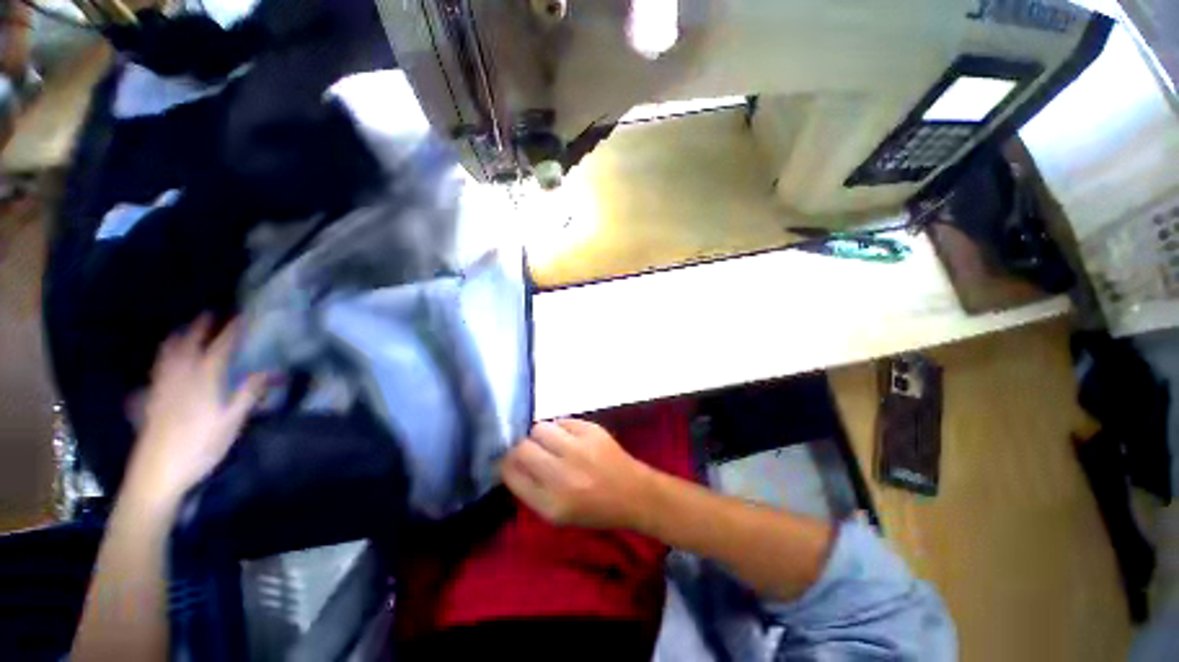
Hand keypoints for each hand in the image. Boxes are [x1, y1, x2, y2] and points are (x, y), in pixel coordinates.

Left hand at [125, 316, 265, 506]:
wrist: (158, 472)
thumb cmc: (200, 446)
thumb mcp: (232, 422)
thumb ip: (248, 393)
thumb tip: (270, 371)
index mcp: (203, 379)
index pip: (219, 347)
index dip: (231, 330)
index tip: (242, 316)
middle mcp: (179, 376)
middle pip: (187, 343)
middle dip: (200, 327)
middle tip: (211, 314)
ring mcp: (161, 386)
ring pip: (166, 353)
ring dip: (178, 337)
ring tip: (185, 329)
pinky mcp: (150, 398)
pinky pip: (155, 369)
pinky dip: (162, 358)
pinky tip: (163, 362)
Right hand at [502, 419, 653, 529]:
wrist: (633, 493)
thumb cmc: (594, 509)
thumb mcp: (557, 514)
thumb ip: (530, 490)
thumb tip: (510, 462)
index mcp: (551, 504)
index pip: (512, 474)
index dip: (506, 464)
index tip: (509, 461)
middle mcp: (562, 475)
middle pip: (522, 448)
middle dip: (521, 448)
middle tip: (532, 451)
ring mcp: (579, 449)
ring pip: (540, 428)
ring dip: (541, 435)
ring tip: (553, 443)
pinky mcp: (592, 430)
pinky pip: (563, 420)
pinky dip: (561, 428)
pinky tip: (571, 438)